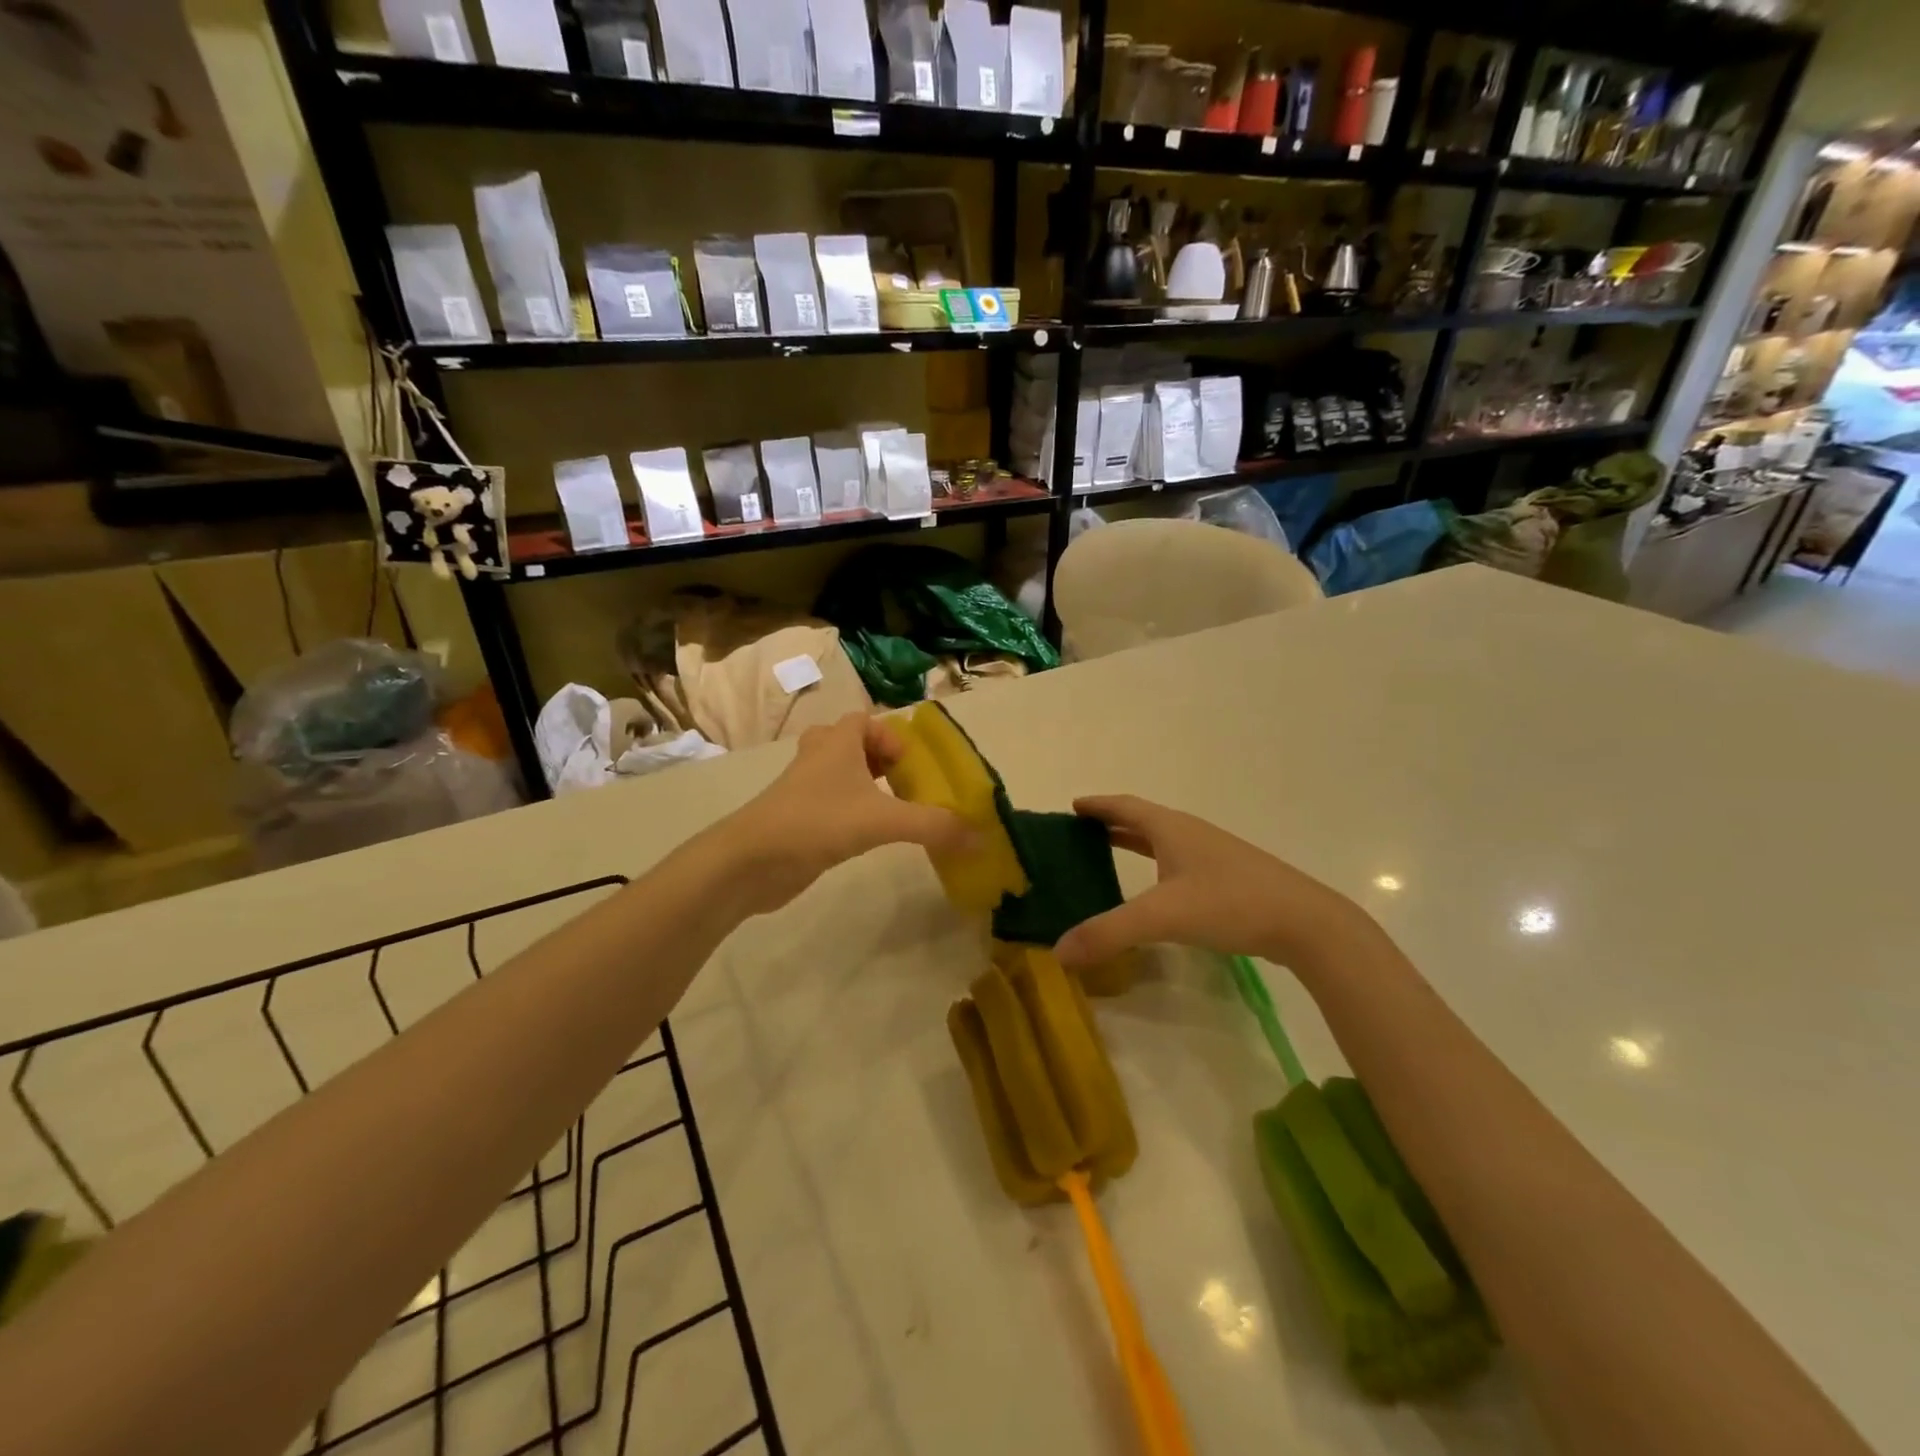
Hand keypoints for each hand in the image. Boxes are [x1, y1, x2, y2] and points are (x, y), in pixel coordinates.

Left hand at [718, 712, 974, 914]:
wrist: (750, 862)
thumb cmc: (816, 822)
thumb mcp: (882, 821)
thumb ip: (933, 825)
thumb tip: (980, 836)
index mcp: (836, 742)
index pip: (862, 719)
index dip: (888, 735)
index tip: (909, 764)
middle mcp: (818, 758)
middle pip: (849, 743)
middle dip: (877, 759)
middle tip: (902, 783)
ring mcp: (803, 789)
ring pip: (836, 774)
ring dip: (863, 786)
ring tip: (891, 809)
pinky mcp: (796, 819)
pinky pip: (828, 803)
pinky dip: (848, 812)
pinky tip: (866, 836)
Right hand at [1053, 796, 1368, 972]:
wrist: (1306, 922)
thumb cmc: (1229, 904)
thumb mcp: (1163, 917)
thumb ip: (1109, 933)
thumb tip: (1058, 951)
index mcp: (1171, 828)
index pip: (1125, 806)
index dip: (1098, 805)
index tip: (1072, 805)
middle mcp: (1190, 833)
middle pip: (1142, 819)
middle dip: (1111, 822)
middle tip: (1079, 832)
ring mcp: (1213, 855)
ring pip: (1163, 840)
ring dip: (1134, 841)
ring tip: (1107, 854)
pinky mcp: (1229, 878)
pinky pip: (1179, 861)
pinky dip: (1155, 864)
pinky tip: (1156, 888)